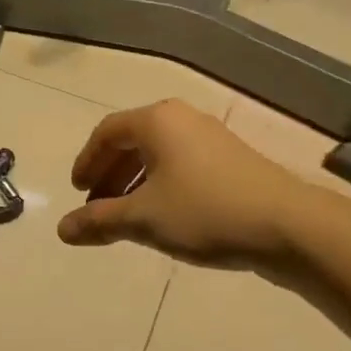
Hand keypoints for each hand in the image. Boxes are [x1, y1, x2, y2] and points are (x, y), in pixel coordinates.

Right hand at [57, 100, 304, 270]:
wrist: (288, 226)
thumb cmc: (204, 212)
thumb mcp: (143, 219)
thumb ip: (99, 221)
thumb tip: (61, 230)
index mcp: (157, 121)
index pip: (107, 133)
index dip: (87, 162)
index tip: (78, 193)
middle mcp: (182, 119)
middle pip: (132, 141)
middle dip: (110, 176)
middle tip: (97, 208)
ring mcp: (210, 138)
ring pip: (158, 155)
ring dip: (134, 184)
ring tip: (127, 218)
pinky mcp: (231, 160)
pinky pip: (181, 165)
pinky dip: (161, 186)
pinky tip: (164, 217)